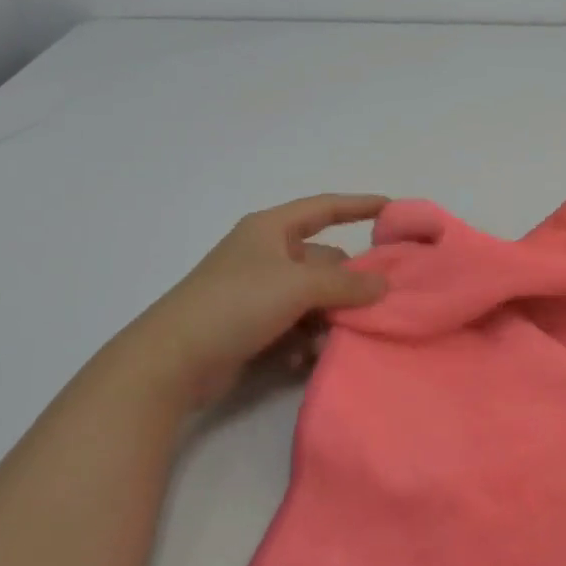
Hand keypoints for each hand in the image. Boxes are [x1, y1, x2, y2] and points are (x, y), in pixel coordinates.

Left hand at [144, 194, 389, 409]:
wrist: (173, 360)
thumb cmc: (236, 303)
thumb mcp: (298, 286)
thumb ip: (346, 284)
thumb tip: (383, 284)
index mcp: (271, 230)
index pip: (324, 208)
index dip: (358, 205)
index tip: (392, 208)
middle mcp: (266, 255)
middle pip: (323, 262)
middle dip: (346, 285)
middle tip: (373, 307)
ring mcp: (258, 293)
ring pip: (312, 299)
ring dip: (326, 319)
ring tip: (331, 341)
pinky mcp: (251, 327)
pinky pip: (294, 326)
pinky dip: (303, 340)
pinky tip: (301, 359)